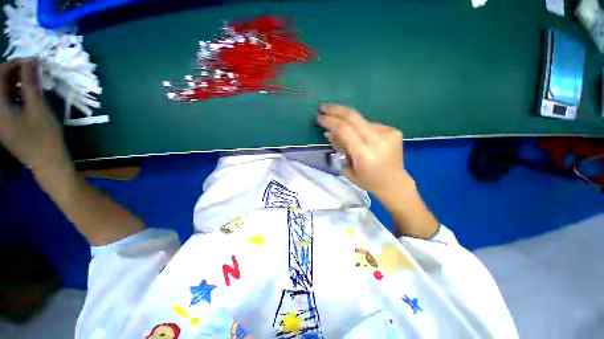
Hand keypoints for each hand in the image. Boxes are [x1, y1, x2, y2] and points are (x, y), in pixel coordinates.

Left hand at [0, 59, 70, 172]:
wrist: (47, 162)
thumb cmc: (44, 137)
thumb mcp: (38, 109)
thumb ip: (31, 84)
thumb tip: (31, 61)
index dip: (12, 65)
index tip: (30, 62)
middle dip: (13, 73)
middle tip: (31, 70)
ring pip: (2, 93)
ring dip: (14, 83)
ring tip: (30, 81)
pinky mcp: (5, 124)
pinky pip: (5, 103)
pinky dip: (14, 94)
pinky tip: (26, 94)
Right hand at [317, 104, 438, 237]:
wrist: (394, 183)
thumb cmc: (368, 181)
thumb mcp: (347, 169)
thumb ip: (339, 150)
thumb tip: (330, 133)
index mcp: (365, 154)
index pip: (344, 130)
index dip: (330, 121)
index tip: (319, 117)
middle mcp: (378, 141)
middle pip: (353, 117)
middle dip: (336, 110)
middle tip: (323, 107)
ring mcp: (388, 133)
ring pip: (361, 120)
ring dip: (347, 120)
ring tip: (337, 124)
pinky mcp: (394, 131)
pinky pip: (370, 124)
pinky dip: (359, 127)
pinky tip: (356, 134)